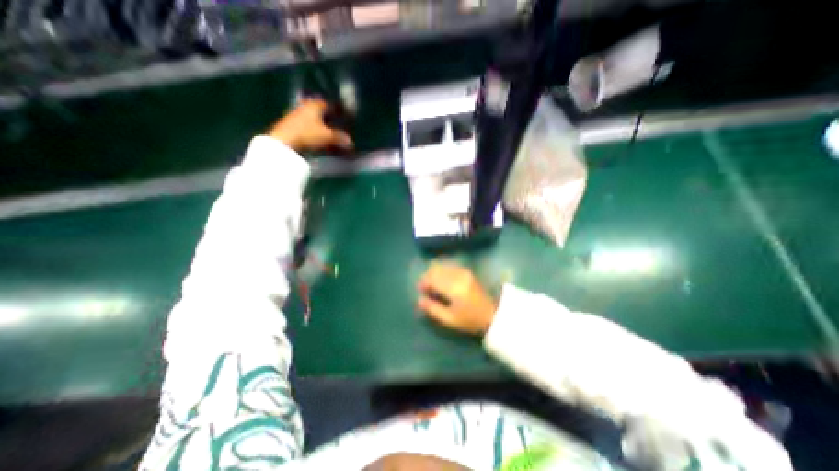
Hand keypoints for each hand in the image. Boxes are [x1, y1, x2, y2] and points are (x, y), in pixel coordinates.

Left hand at [269, 97, 352, 150]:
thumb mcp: (327, 136)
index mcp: (314, 105)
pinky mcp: (291, 126)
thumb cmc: (307, 134)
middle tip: (338, 126)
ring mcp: (296, 116)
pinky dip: (314, 131)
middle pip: (320, 111)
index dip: (336, 110)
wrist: (283, 142)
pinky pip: (307, 127)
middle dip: (329, 118)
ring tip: (330, 134)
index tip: (343, 116)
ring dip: (321, 126)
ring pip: (313, 119)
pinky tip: (318, 139)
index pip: (328, 104)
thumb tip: (350, 141)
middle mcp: (305, 107)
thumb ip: (339, 137)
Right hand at [414, 262, 493, 334]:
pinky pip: (450, 266)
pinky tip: (442, 279)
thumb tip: (419, 300)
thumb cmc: (470, 320)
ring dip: (435, 273)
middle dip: (428, 276)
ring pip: (443, 266)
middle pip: (436, 269)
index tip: (421, 290)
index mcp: (453, 288)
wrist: (492, 314)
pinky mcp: (467, 271)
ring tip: (433, 284)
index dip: (423, 283)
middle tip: (426, 288)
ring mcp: (463, 272)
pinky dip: (443, 270)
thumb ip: (433, 309)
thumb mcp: (449, 319)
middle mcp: (458, 276)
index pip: (432, 279)